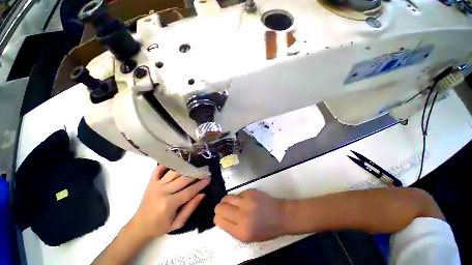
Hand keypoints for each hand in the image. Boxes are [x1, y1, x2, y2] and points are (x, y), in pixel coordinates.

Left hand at [128, 165, 210, 239]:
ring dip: (186, 168)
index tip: (209, 178)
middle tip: (206, 169)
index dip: (201, 184)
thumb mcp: (178, 223)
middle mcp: (162, 192)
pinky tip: (176, 162)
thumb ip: (190, 208)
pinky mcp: (151, 182)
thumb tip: (202, 194)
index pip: (189, 191)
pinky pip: (158, 170)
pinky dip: (167, 164)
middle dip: (196, 173)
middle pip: (183, 179)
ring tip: (195, 165)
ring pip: (174, 172)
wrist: (139, 226)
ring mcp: (155, 185)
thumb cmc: (160, 227)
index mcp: (168, 204)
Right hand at [214, 190, 286, 241]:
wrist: (281, 215)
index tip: (220, 217)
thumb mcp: (248, 237)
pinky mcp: (250, 192)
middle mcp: (242, 216)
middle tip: (224, 209)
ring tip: (232, 203)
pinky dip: (237, 197)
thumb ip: (232, 229)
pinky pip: (237, 193)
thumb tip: (221, 219)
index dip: (218, 218)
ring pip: (226, 197)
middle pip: (220, 207)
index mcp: (241, 231)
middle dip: (219, 208)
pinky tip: (243, 200)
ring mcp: (246, 201)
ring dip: (226, 201)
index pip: (219, 221)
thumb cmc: (266, 229)